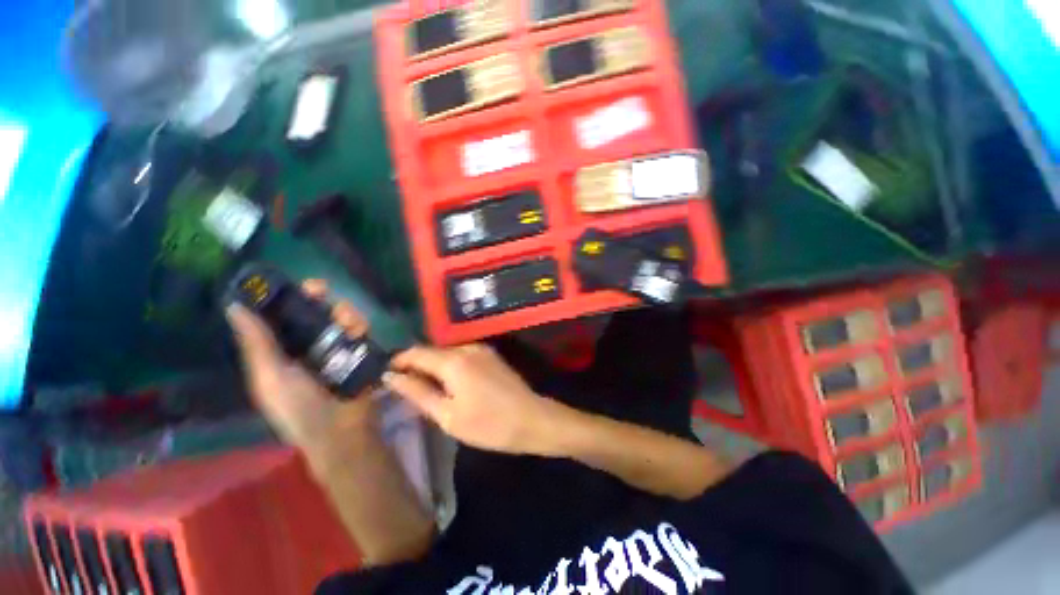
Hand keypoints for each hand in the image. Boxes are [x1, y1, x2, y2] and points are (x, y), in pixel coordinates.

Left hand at [226, 280, 376, 449]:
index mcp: (280, 352)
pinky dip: (359, 325)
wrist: (342, 429)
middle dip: (318, 299)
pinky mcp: (360, 351)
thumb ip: (257, 342)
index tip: (286, 283)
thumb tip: (233, 305)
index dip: (284, 298)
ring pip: (339, 317)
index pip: (280, 317)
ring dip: (343, 312)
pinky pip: (360, 329)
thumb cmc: (299, 407)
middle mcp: (308, 346)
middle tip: (323, 292)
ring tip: (348, 323)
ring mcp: (337, 348)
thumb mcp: (270, 376)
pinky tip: (359, 331)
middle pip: (313, 311)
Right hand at [385, 344, 563, 455]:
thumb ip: (418, 393)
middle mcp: (466, 347)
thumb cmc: (488, 424)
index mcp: (453, 361)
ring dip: (433, 366)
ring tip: (424, 388)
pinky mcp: (490, 355)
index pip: (416, 352)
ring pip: (447, 353)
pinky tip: (449, 384)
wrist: (531, 419)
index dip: (398, 361)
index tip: (385, 374)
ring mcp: (481, 349)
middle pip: (432, 351)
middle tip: (403, 387)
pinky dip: (449, 366)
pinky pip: (462, 355)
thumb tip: (391, 377)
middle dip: (416, 365)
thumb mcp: (447, 415)